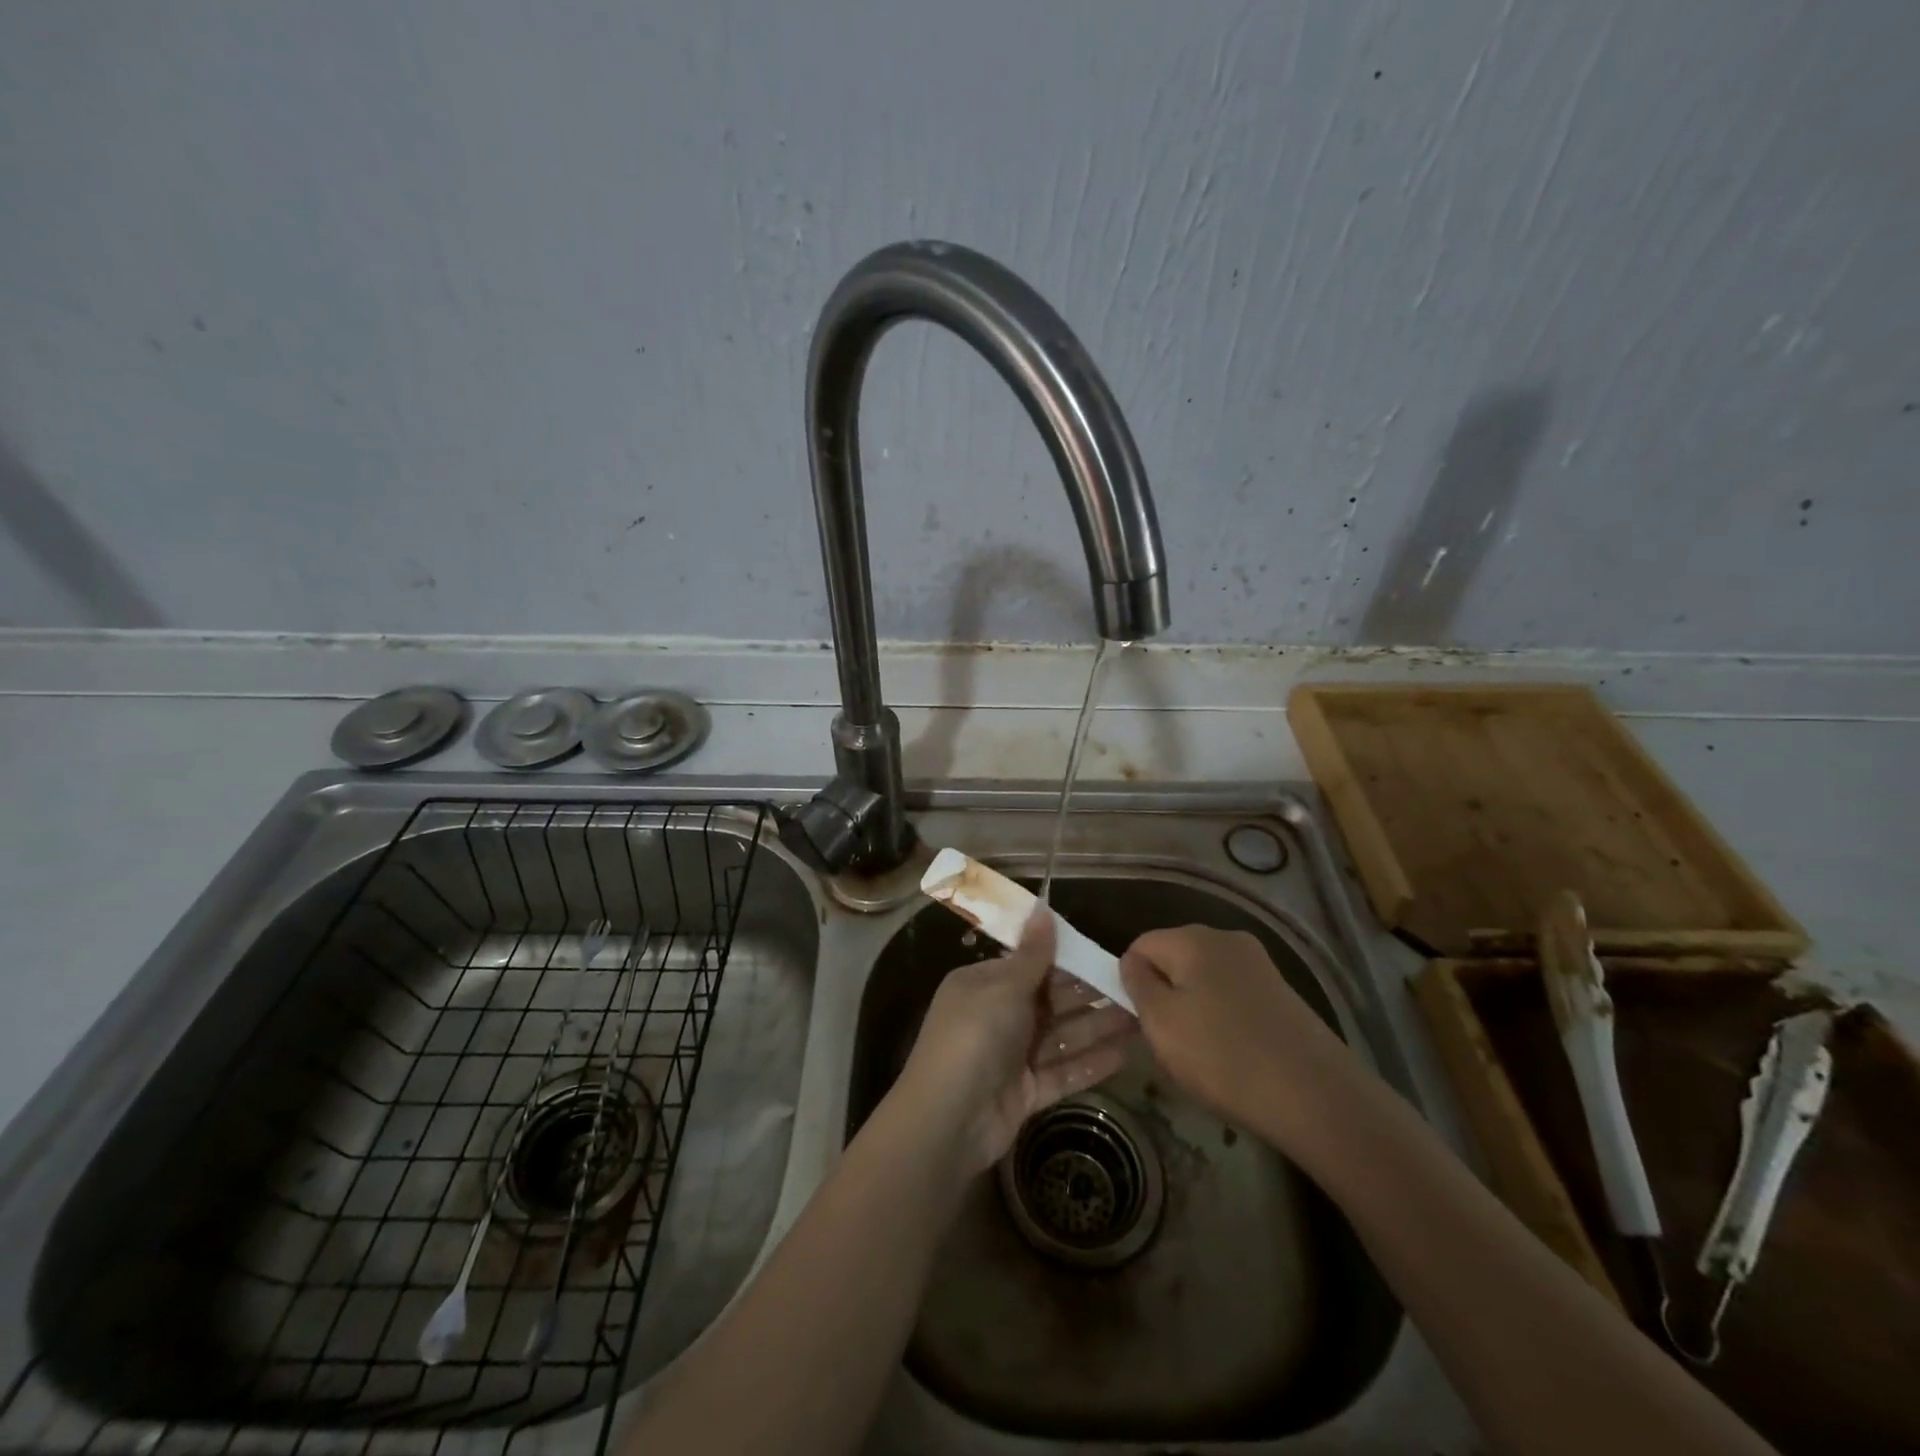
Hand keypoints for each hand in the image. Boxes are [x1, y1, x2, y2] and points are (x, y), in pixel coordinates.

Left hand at [895, 909, 1134, 1174]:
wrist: (948, 1119)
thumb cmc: (975, 1036)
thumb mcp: (1003, 986)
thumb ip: (1032, 954)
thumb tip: (1042, 907)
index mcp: (984, 985)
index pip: (1030, 966)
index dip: (1067, 961)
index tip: (1104, 956)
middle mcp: (997, 1017)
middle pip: (1050, 1001)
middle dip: (1090, 995)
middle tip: (1135, 988)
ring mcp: (1011, 1057)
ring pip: (1061, 1037)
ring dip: (1098, 1027)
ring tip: (1142, 1018)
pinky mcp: (1025, 1093)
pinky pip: (1063, 1072)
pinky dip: (1091, 1063)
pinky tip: (1127, 1054)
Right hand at [1119, 925, 1360, 1151]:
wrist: (1316, 1096)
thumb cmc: (1224, 1057)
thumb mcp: (1161, 1023)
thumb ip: (1137, 984)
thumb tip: (1133, 962)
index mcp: (1193, 938)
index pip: (1141, 945)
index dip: (1131, 980)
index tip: (1138, 1020)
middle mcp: (1227, 939)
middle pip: (1175, 959)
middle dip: (1164, 994)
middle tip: (1168, 1041)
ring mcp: (1260, 965)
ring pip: (1204, 979)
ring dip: (1194, 1009)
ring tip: (1203, 1055)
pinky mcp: (1282, 992)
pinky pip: (1234, 996)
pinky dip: (1224, 1020)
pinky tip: (1234, 1056)